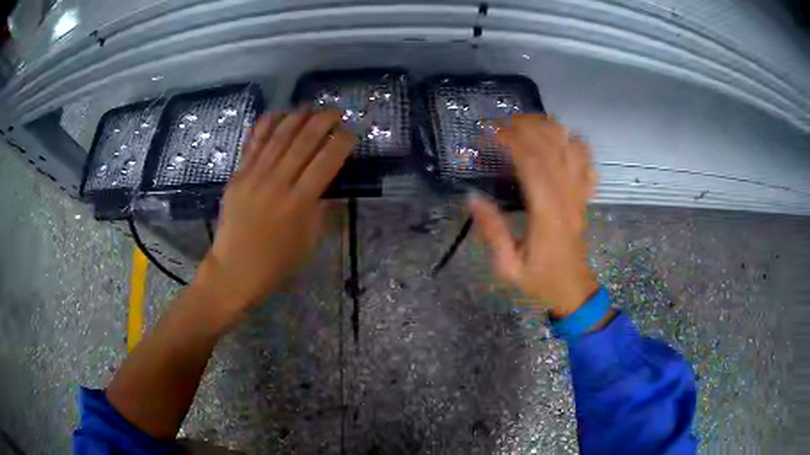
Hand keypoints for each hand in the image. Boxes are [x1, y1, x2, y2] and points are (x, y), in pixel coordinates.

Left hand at [193, 110, 354, 324]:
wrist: (233, 270)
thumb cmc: (275, 263)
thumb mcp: (308, 242)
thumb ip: (321, 211)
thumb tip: (329, 186)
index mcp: (300, 203)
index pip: (326, 161)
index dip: (341, 142)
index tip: (350, 134)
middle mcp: (278, 183)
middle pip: (304, 141)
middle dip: (323, 121)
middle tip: (335, 113)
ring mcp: (254, 176)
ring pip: (279, 136)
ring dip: (298, 117)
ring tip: (310, 107)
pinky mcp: (238, 175)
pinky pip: (253, 143)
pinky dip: (266, 125)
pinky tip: (278, 113)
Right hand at [469, 114, 598, 316]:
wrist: (573, 291)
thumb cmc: (540, 280)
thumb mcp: (508, 268)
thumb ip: (492, 232)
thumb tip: (472, 197)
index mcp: (547, 215)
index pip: (533, 165)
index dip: (512, 142)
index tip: (489, 132)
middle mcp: (567, 199)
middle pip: (553, 149)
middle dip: (527, 127)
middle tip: (502, 121)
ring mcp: (579, 196)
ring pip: (571, 150)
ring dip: (551, 129)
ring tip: (527, 120)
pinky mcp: (584, 197)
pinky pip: (587, 163)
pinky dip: (576, 143)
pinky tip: (562, 136)